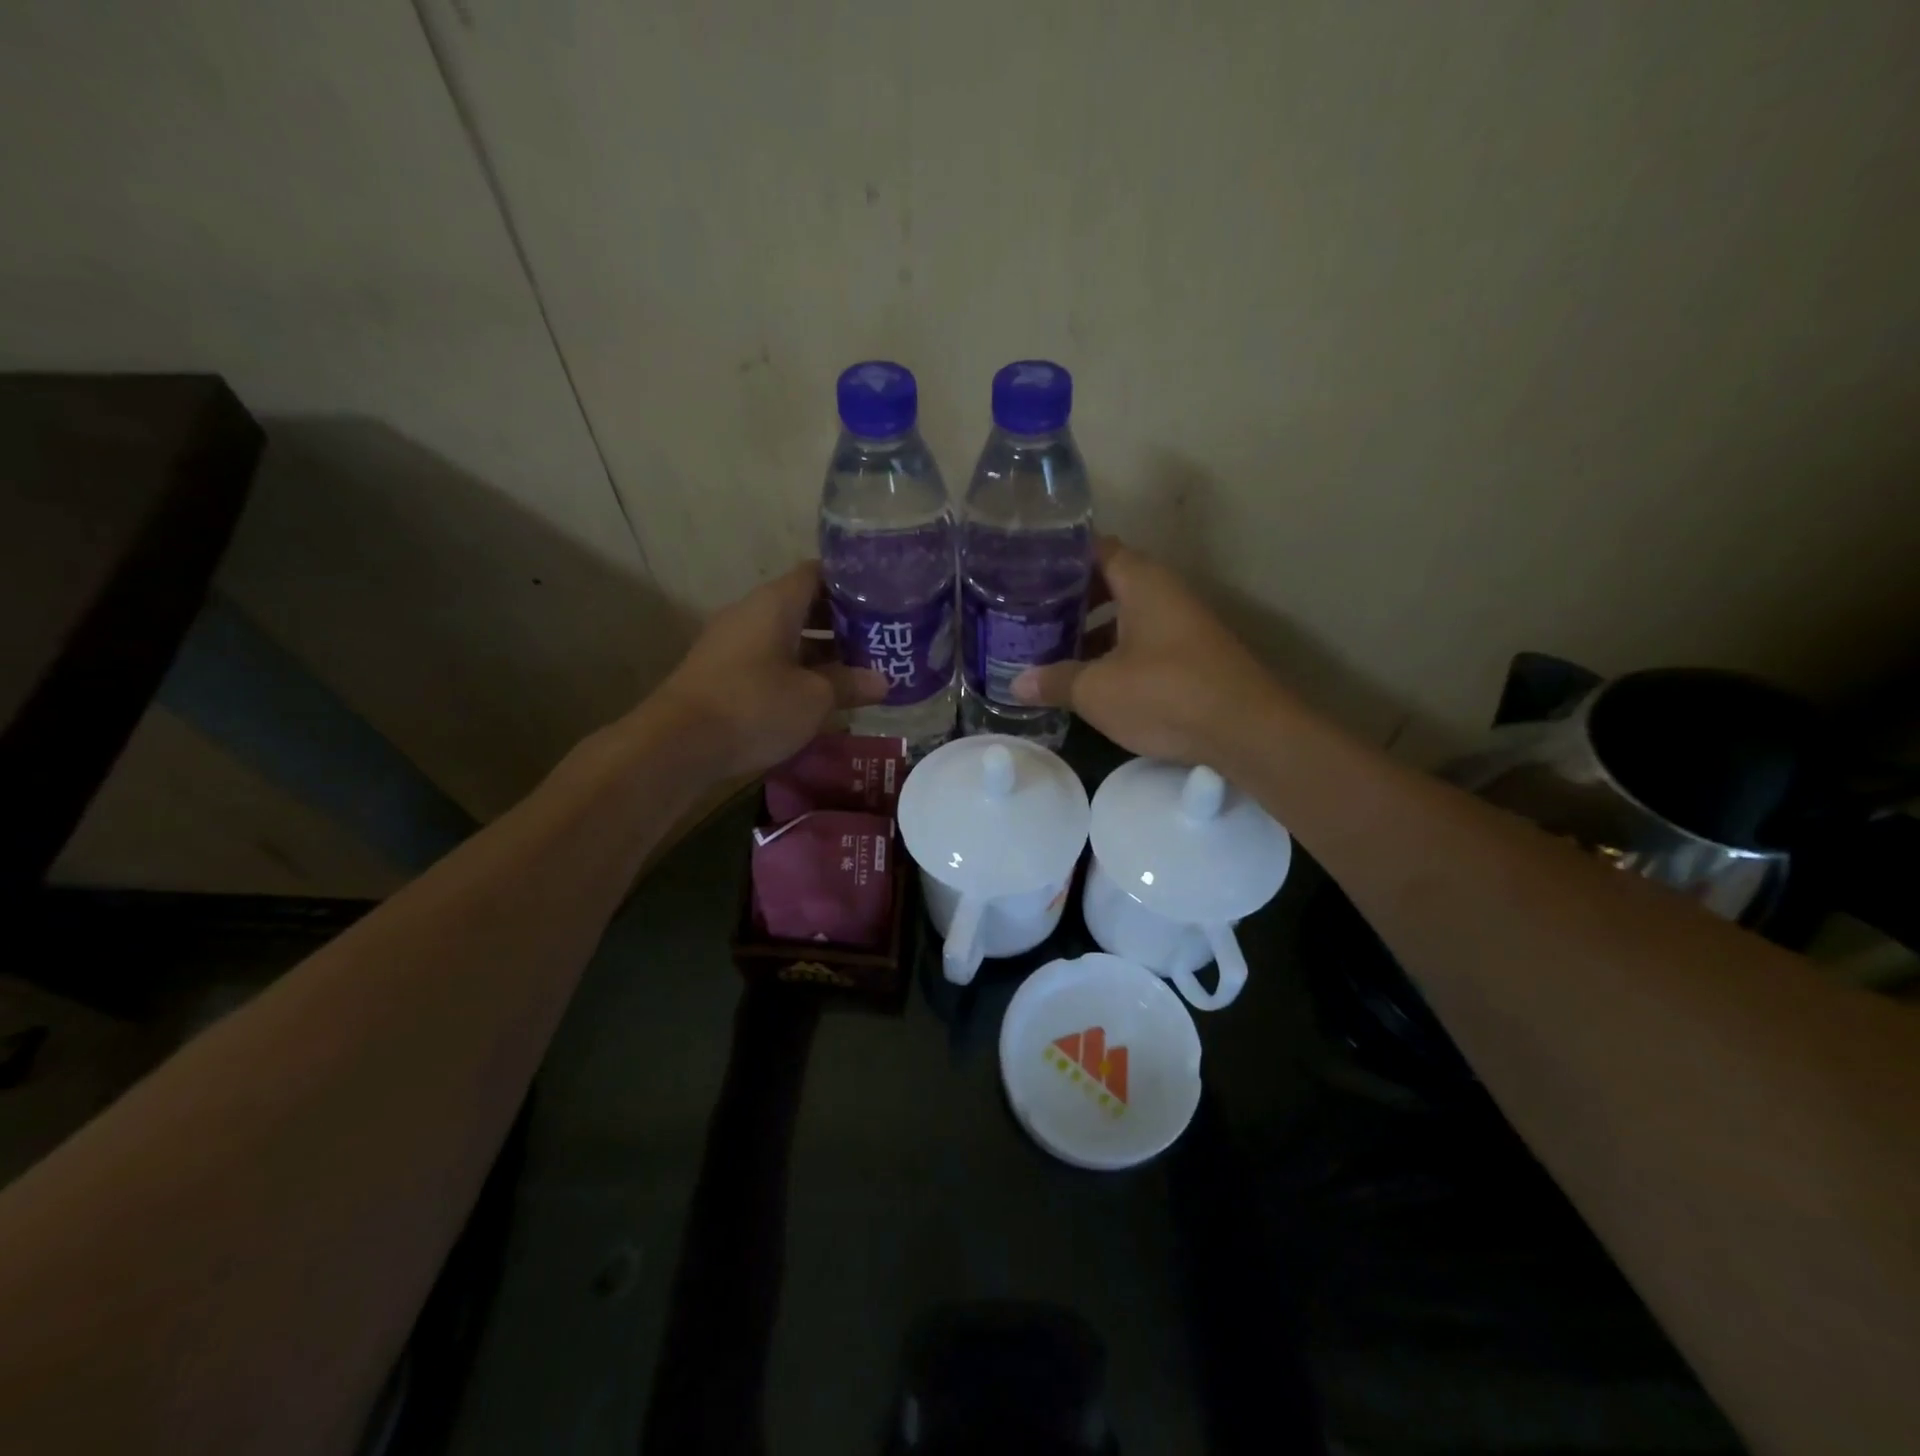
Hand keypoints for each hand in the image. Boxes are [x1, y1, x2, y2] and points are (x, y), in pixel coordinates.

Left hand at [646, 562, 886, 777]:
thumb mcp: (814, 698)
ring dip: (821, 650)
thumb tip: (883, 682)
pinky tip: (819, 694)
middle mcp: (751, 612)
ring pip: (786, 635)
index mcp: (775, 603)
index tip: (883, 598)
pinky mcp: (722, 671)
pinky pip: (769, 658)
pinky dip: (796, 669)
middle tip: (879, 639)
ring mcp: (732, 642)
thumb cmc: (755, 706)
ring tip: (858, 670)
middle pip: (804, 604)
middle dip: (842, 622)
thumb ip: (849, 684)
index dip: (852, 582)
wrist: (677, 743)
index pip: (819, 573)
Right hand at [1012, 539, 1286, 767]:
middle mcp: (1165, 594)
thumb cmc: (1166, 694)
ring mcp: (1182, 625)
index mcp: (1143, 583)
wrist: (1247, 732)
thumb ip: (1056, 681)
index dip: (1060, 557)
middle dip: (1070, 599)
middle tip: (1030, 614)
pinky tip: (1091, 679)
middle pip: (1109, 582)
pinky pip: (1142, 642)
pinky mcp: (1191, 656)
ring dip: (1092, 630)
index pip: (1096, 549)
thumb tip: (1016, 685)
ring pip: (1126, 615)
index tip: (1026, 570)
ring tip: (1051, 649)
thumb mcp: (1098, 690)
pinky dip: (1114, 652)